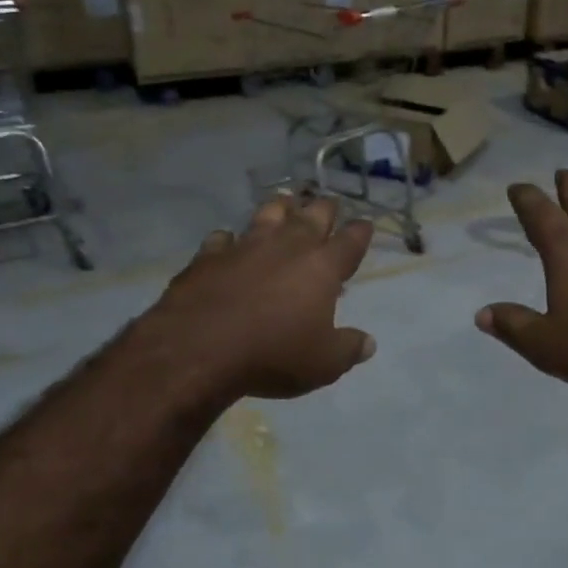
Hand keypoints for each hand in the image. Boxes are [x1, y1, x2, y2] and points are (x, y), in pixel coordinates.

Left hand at [141, 194, 375, 400]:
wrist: (199, 348)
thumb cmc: (273, 354)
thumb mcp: (323, 364)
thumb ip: (348, 349)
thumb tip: (368, 343)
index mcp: (321, 267)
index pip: (350, 241)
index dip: (360, 232)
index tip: (365, 225)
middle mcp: (286, 246)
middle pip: (311, 216)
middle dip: (323, 209)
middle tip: (328, 205)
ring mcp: (245, 246)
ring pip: (268, 214)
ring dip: (279, 208)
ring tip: (285, 203)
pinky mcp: (208, 256)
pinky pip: (222, 238)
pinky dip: (228, 239)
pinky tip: (227, 242)